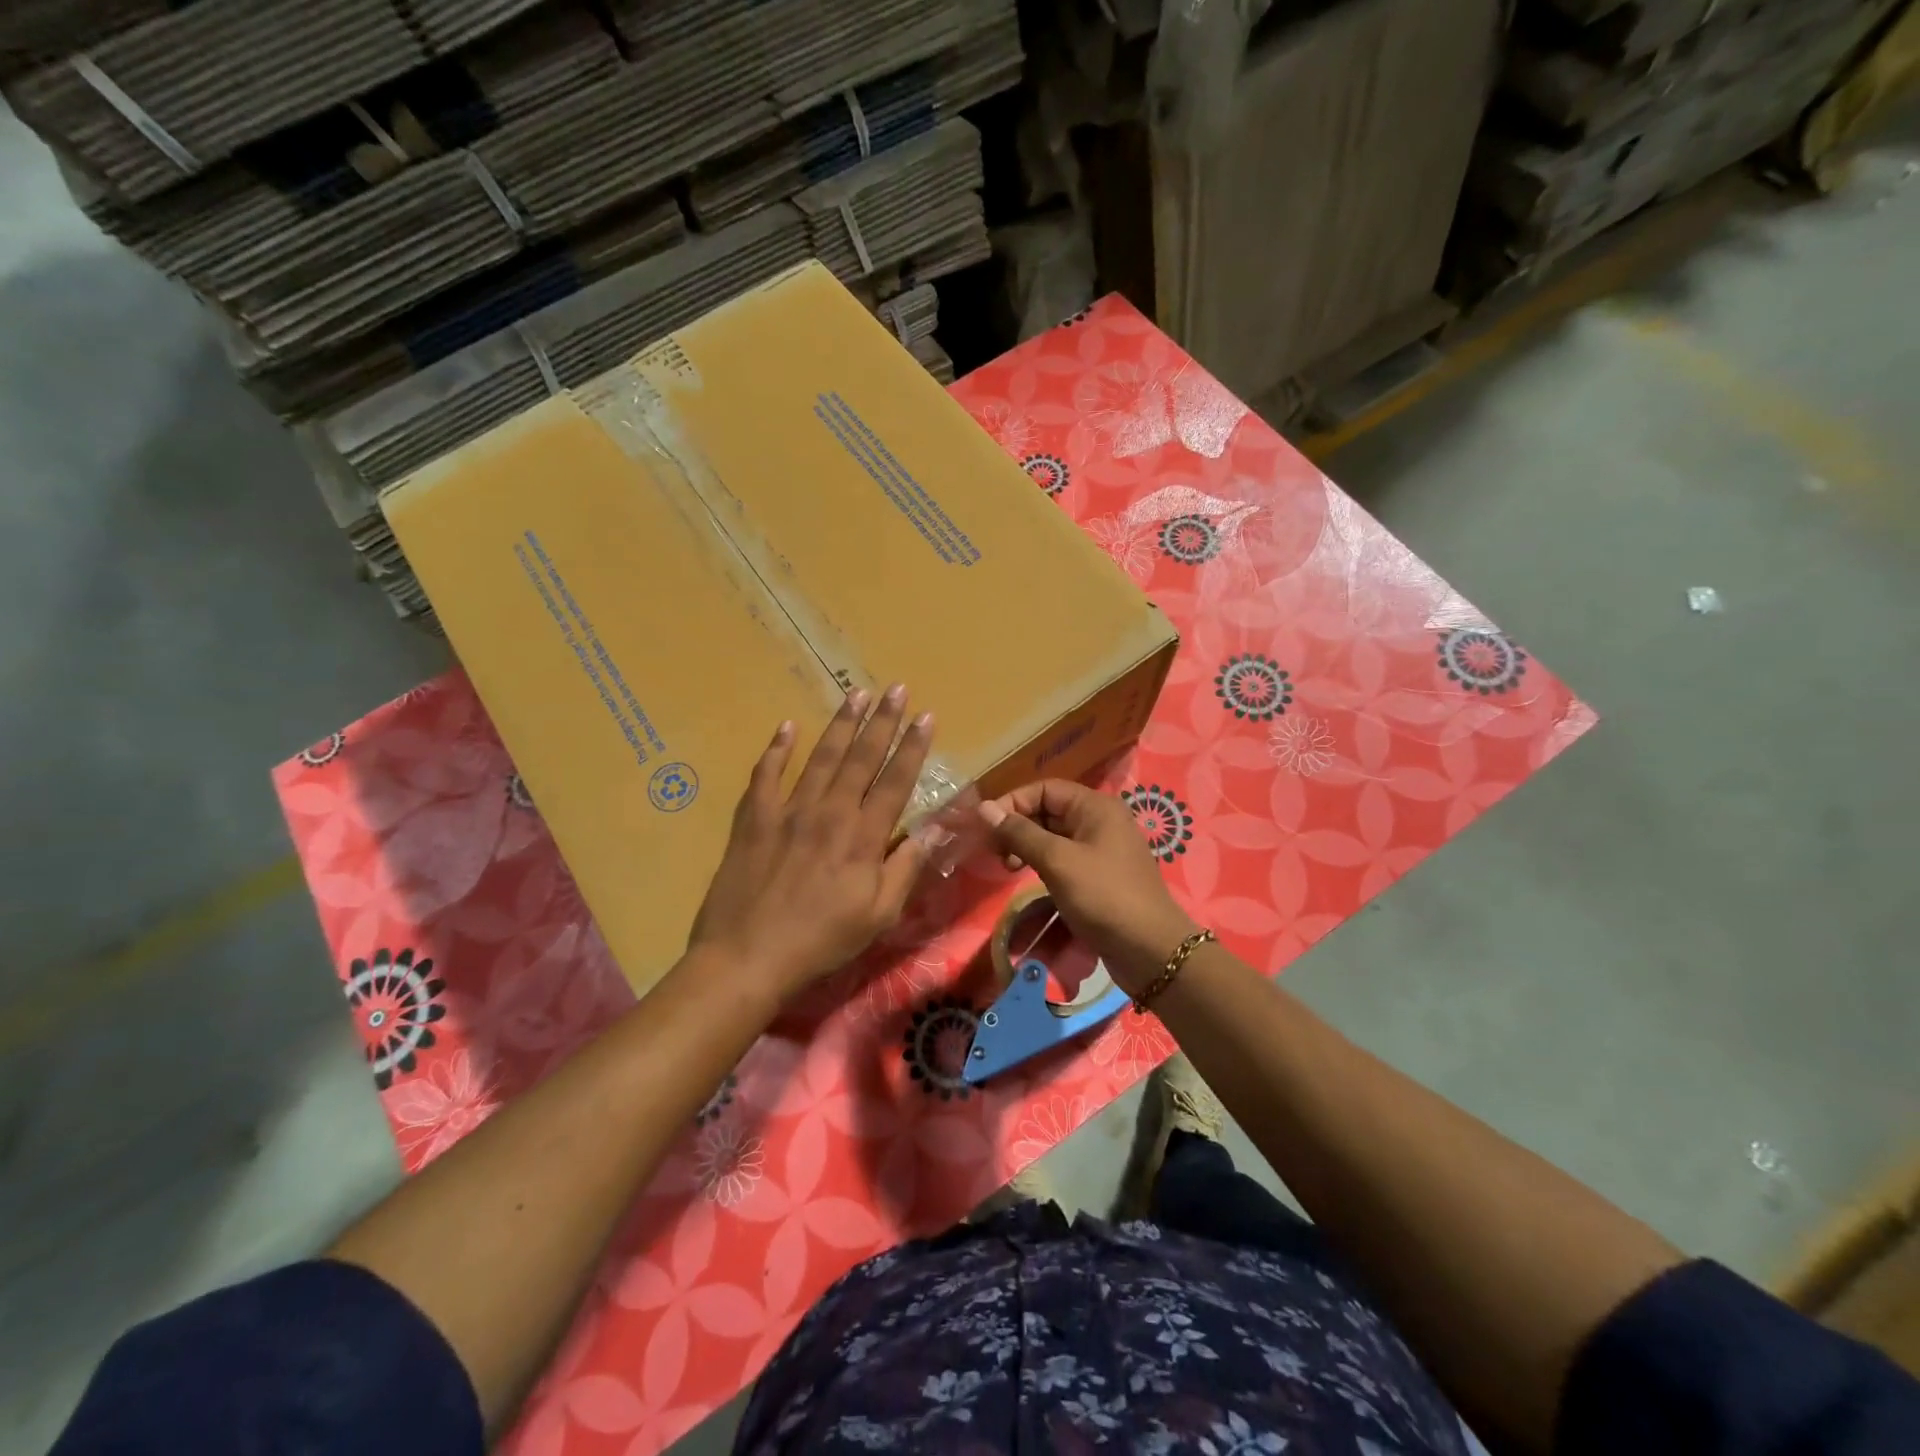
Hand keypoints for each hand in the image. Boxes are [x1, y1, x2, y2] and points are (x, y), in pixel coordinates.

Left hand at [690, 685, 934, 997]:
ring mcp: (788, 811)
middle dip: (882, 721)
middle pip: (860, 758)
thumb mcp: (879, 915)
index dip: (912, 747)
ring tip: (856, 695)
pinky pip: (766, 775)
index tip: (925, 716)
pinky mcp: (753, 819)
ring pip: (820, 757)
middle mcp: (829, 813)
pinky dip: (777, 750)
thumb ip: (906, 868)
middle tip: (895, 689)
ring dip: (840, 724)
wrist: (747, 957)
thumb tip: (933, 830)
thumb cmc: (821, 942)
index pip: (895, 781)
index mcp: (863, 837)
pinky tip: (787, 727)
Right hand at [979, 780, 1200, 995]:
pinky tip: (1029, 878)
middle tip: (996, 853)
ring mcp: (1101, 848)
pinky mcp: (1099, 875)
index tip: (986, 827)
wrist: (1150, 950)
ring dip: (1028, 846)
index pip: (1044, 788)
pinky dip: (1043, 863)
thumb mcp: (1057, 861)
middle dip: (1018, 826)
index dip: (1013, 802)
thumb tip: (984, 808)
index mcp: (1095, 806)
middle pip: (1048, 810)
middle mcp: (1100, 820)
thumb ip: (1020, 833)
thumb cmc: (1103, 897)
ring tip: (1009, 868)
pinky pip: (1064, 857)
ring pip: (1054, 835)